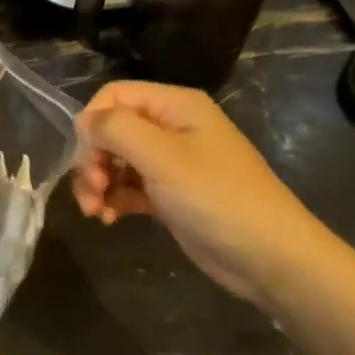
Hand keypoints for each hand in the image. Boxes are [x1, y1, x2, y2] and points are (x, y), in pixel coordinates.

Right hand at [72, 81, 330, 306]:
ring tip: (95, 211)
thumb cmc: (217, 198)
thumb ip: (116, 130)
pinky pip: (129, 186)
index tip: (86, 160)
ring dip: (98, 183)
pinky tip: (109, 219)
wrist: (270, 257)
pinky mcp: (170, 195)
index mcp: (175, 105)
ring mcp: (171, 162)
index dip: (91, 123)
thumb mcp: (163, 157)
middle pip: (112, 129)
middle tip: (90, 192)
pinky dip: (114, 199)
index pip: (113, 96)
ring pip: (116, 160)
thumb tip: (84, 123)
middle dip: (92, 159)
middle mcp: (171, 127)